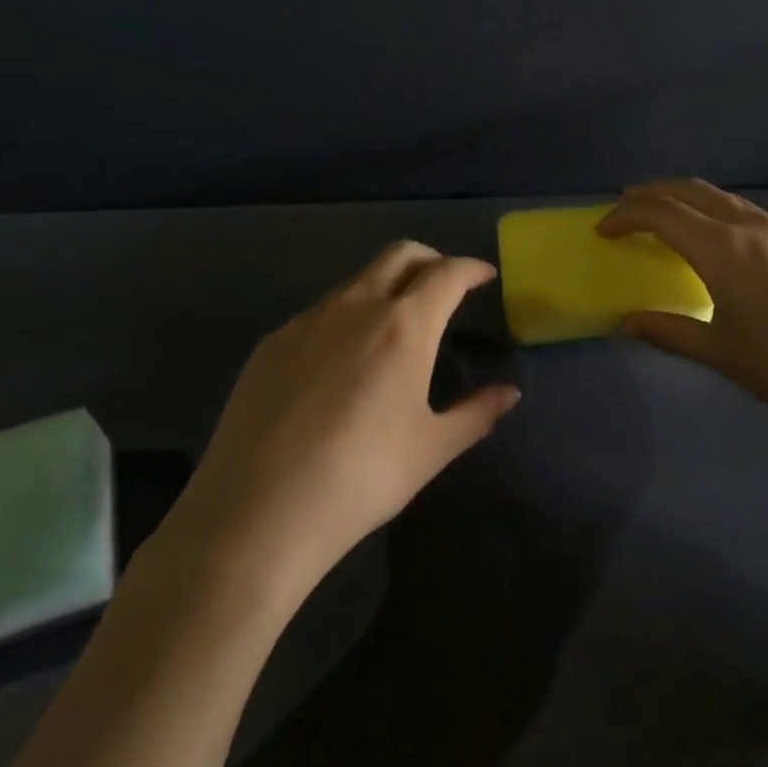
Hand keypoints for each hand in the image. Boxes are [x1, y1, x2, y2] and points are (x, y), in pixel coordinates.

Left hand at [165, 242, 519, 595]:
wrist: (257, 512)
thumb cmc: (362, 478)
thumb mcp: (431, 449)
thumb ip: (476, 413)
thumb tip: (509, 393)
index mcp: (403, 325)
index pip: (447, 273)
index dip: (471, 268)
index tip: (485, 276)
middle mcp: (355, 306)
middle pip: (399, 254)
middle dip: (430, 260)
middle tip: (444, 288)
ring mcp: (307, 320)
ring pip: (356, 280)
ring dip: (385, 287)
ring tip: (394, 328)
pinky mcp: (271, 343)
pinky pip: (319, 312)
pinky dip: (345, 317)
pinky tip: (340, 363)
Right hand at [598, 180, 767, 444]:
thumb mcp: (724, 354)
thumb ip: (672, 333)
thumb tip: (629, 324)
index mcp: (722, 249)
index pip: (660, 214)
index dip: (625, 216)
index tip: (603, 231)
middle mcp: (749, 226)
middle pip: (689, 191)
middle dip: (651, 194)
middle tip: (626, 209)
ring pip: (721, 197)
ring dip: (685, 199)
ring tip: (667, 218)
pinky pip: (746, 211)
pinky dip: (715, 212)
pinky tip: (720, 241)